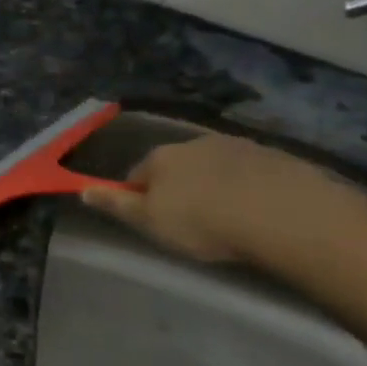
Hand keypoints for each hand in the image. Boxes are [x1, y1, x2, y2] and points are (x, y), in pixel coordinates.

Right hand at [81, 132, 355, 265]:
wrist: (284, 215)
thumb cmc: (203, 221)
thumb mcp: (150, 221)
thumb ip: (116, 204)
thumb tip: (81, 190)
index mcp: (161, 157)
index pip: (138, 173)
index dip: (140, 195)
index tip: (151, 219)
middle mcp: (196, 143)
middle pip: (179, 165)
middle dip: (181, 186)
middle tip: (191, 221)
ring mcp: (240, 147)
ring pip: (217, 166)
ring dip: (217, 184)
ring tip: (229, 217)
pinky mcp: (279, 158)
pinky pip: (254, 173)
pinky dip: (251, 187)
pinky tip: (260, 211)